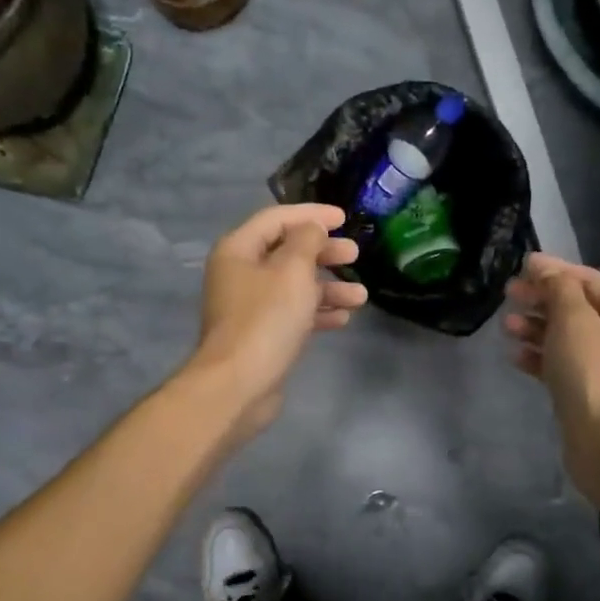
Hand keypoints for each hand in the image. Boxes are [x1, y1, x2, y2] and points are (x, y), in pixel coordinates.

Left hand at [189, 203, 368, 437]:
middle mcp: (240, 273)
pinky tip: (343, 318)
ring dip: (328, 287)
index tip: (344, 218)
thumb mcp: (292, 270)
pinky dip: (317, 312)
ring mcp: (250, 306)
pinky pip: (293, 314)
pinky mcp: (261, 334)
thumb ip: (307, 241)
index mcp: (239, 250)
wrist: (238, 385)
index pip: (276, 219)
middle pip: (287, 252)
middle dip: (323, 252)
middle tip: (354, 254)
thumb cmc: (266, 319)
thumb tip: (313, 228)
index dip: (311, 215)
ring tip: (361, 295)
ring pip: (294, 286)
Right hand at [503, 253, 599, 502]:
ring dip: (535, 327)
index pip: (589, 280)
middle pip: (576, 308)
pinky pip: (559, 365)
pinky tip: (514, 355)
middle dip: (542, 299)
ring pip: (565, 337)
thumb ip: (558, 288)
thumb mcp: (574, 320)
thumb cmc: (592, 373)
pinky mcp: (586, 392)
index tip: (521, 266)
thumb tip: (544, 267)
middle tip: (509, 294)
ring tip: (506, 325)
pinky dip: (538, 356)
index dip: (555, 270)